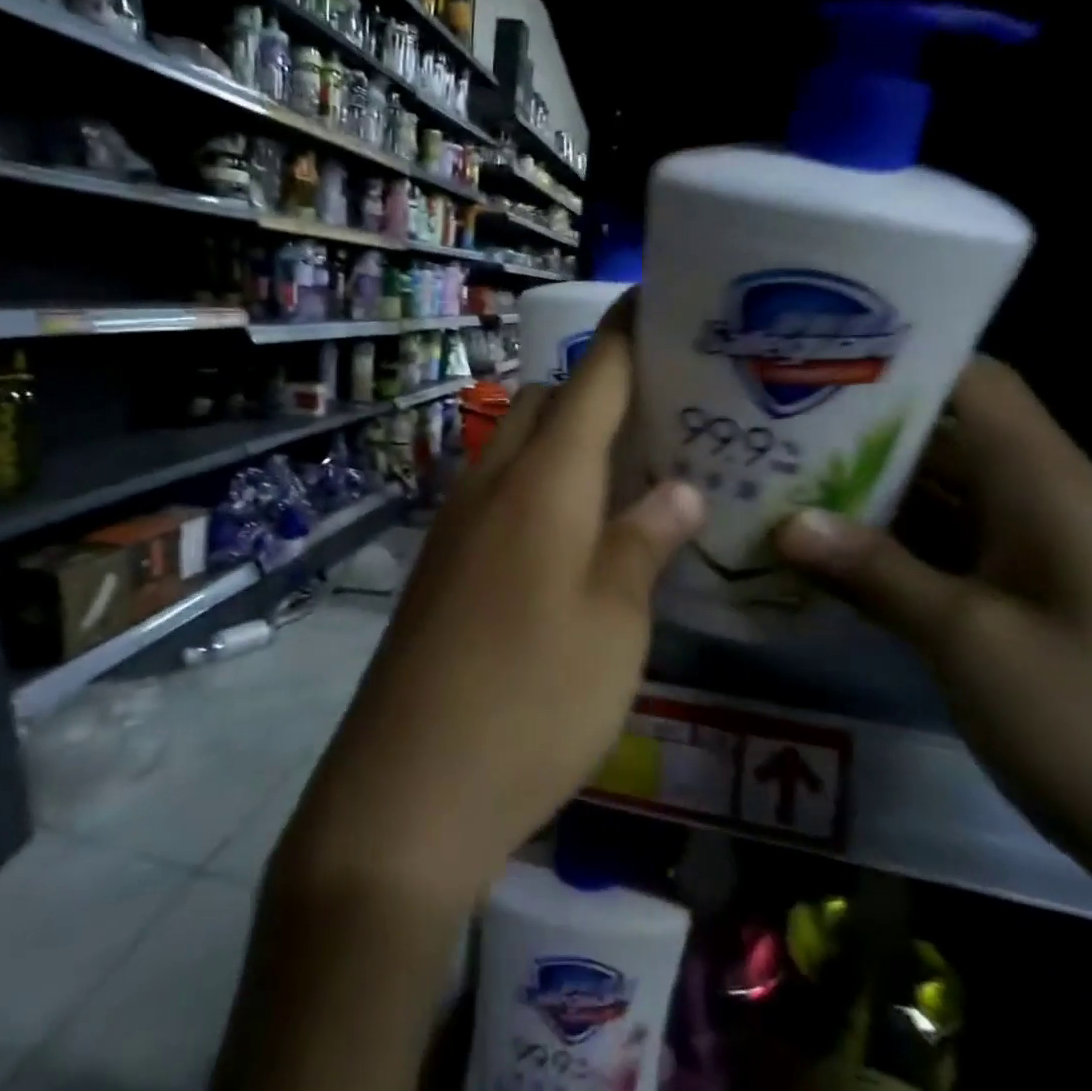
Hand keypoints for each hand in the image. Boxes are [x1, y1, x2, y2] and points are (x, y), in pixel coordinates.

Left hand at [278, 312, 704, 908]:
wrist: (409, 788)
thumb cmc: (532, 701)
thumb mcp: (615, 625)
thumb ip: (645, 543)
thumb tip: (682, 490)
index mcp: (544, 480)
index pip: (594, 376)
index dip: (629, 332)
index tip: (663, 302)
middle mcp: (491, 481)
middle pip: (547, 400)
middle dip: (599, 390)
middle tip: (663, 419)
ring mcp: (456, 521)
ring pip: (515, 444)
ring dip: (566, 441)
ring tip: (628, 474)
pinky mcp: (440, 563)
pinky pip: (496, 492)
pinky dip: (537, 487)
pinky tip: (574, 535)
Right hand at [774, 357, 1091, 918]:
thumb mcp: (971, 641)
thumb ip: (875, 572)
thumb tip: (787, 523)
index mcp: (1044, 485)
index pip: (973, 383)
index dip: (899, 362)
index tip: (813, 361)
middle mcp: (1033, 503)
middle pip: (937, 436)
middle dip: (853, 430)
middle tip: (765, 426)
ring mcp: (1021, 555)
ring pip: (928, 496)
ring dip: (857, 493)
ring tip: (769, 480)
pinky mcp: (1008, 600)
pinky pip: (932, 551)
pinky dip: (877, 548)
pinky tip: (811, 555)